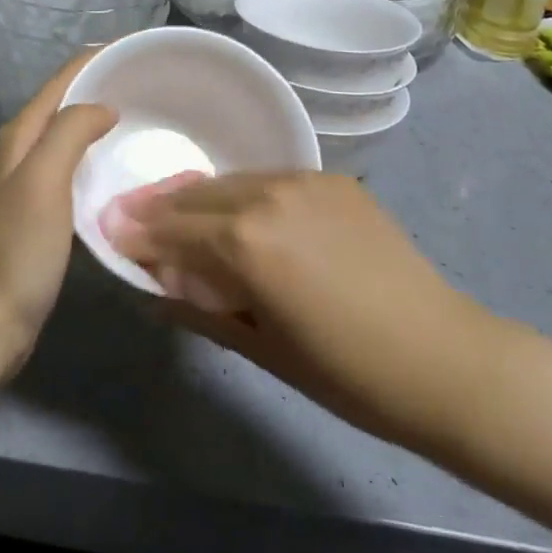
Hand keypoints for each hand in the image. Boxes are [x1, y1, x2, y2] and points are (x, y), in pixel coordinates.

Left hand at [0, 56, 116, 378]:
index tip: (140, 51)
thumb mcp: (44, 180)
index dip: (98, 58)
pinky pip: (77, 166)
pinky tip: (125, 167)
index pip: (63, 78)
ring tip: (148, 118)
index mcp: (22, 133)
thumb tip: (105, 106)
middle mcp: (25, 149)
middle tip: (154, 84)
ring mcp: (33, 181)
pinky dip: (101, 155)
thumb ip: (70, 132)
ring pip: (73, 134)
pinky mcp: (44, 211)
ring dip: (104, 120)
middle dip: (105, 85)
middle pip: (68, 101)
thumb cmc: (17, 247)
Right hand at [104, 172, 501, 452]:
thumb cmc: (347, 374)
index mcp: (246, 242)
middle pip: (197, 195)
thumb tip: (153, 285)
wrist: (443, 357)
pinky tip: (241, 214)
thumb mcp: (261, 347)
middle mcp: (268, 195)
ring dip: (201, 196)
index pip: (173, 229)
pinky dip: (245, 194)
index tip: (108, 228)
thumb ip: (199, 306)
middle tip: (130, 212)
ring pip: (233, 181)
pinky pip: (272, 181)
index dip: (138, 232)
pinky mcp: (333, 179)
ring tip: (178, 209)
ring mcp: (304, 180)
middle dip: (161, 206)